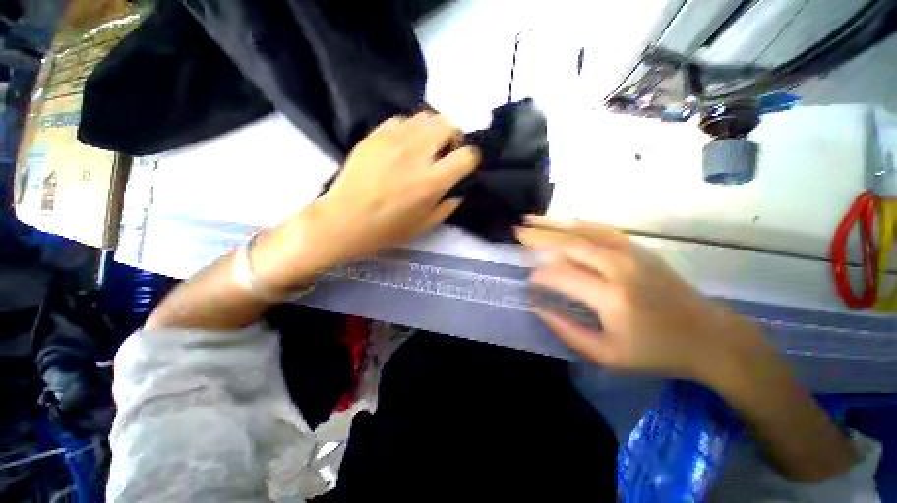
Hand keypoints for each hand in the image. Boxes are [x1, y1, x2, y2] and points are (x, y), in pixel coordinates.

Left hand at [316, 111, 478, 260]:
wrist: (345, 220)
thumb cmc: (388, 229)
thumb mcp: (425, 225)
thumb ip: (448, 206)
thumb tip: (458, 190)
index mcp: (431, 182)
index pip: (467, 156)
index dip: (471, 158)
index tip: (464, 165)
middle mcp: (416, 154)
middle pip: (448, 124)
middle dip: (454, 136)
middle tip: (446, 151)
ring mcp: (393, 140)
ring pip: (426, 116)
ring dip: (432, 130)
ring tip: (424, 146)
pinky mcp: (375, 135)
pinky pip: (401, 119)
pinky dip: (410, 129)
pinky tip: (403, 145)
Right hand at [517, 216, 768, 386]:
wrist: (709, 336)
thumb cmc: (656, 352)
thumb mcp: (607, 355)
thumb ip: (567, 330)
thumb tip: (537, 307)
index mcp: (612, 297)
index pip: (562, 276)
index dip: (540, 275)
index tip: (528, 279)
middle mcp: (619, 268)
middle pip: (570, 244)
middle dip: (539, 236)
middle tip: (516, 231)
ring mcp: (631, 253)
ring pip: (583, 231)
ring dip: (554, 223)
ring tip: (530, 219)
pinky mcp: (638, 248)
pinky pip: (600, 229)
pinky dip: (576, 223)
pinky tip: (562, 222)